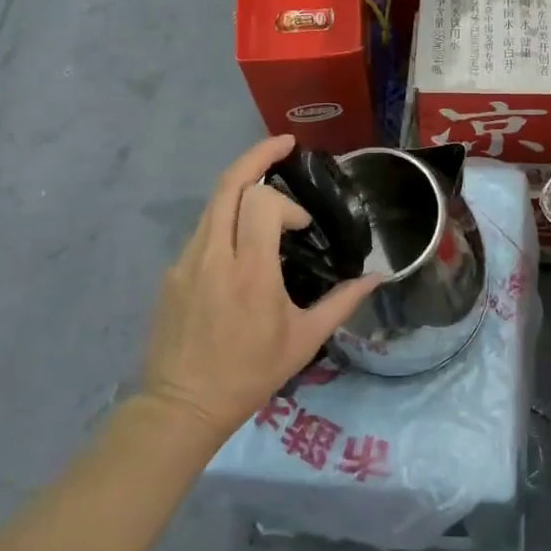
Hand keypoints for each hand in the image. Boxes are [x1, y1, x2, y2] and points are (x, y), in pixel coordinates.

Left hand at [140, 135, 378, 441]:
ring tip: (267, 184)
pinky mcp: (173, 271)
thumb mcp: (304, 340)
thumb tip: (378, 278)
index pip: (262, 203)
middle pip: (228, 185)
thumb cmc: (249, 373)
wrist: (182, 405)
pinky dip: (227, 216)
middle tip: (284, 145)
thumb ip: (343, 302)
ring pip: (212, 203)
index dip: (287, 204)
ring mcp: (187, 261)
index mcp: (250, 272)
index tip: (302, 226)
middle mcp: (214, 256)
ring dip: (241, 185)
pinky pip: (203, 229)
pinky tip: (243, 236)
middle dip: (257, 156)